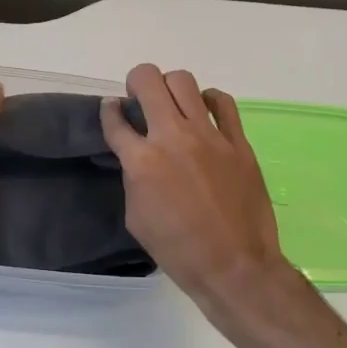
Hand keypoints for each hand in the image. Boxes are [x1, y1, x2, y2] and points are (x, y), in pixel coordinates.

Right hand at [100, 64, 288, 309]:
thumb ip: (132, 179)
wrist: (234, 266)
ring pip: (184, 81)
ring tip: (172, 104)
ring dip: (170, 87)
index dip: (109, 111)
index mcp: (141, 161)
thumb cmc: (178, 251)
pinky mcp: (237, 142)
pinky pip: (223, 102)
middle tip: (139, 98)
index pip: (115, 119)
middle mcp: (172, 137)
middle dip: (136, 82)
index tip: (112, 110)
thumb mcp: (136, 218)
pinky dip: (209, 100)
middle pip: (148, 80)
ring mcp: (209, 136)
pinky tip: (205, 113)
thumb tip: (135, 159)